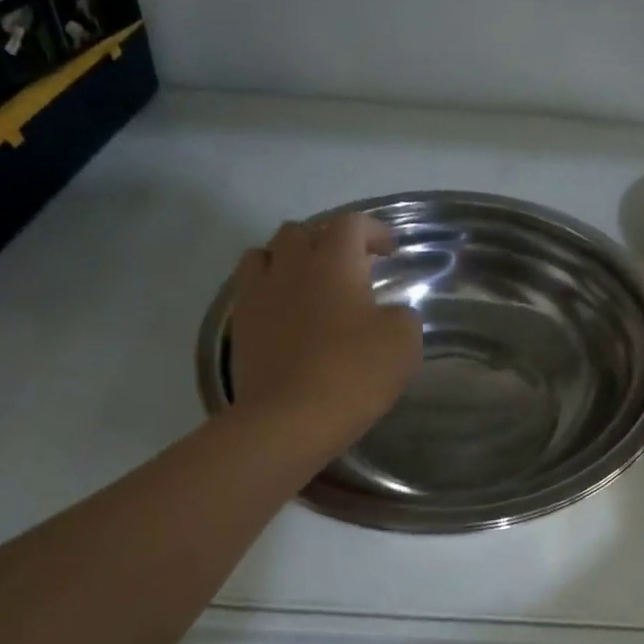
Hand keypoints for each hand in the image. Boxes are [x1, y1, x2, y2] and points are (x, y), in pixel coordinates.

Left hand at [227, 213, 422, 453]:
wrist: (289, 419)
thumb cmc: (353, 372)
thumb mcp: (403, 342)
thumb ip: (402, 316)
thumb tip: (390, 314)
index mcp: (334, 261)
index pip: (352, 224)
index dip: (373, 231)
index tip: (389, 250)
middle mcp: (291, 266)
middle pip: (302, 232)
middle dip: (328, 240)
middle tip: (349, 266)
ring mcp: (259, 294)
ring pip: (266, 254)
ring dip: (290, 260)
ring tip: (309, 283)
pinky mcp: (240, 325)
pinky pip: (251, 290)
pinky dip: (270, 291)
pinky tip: (287, 315)